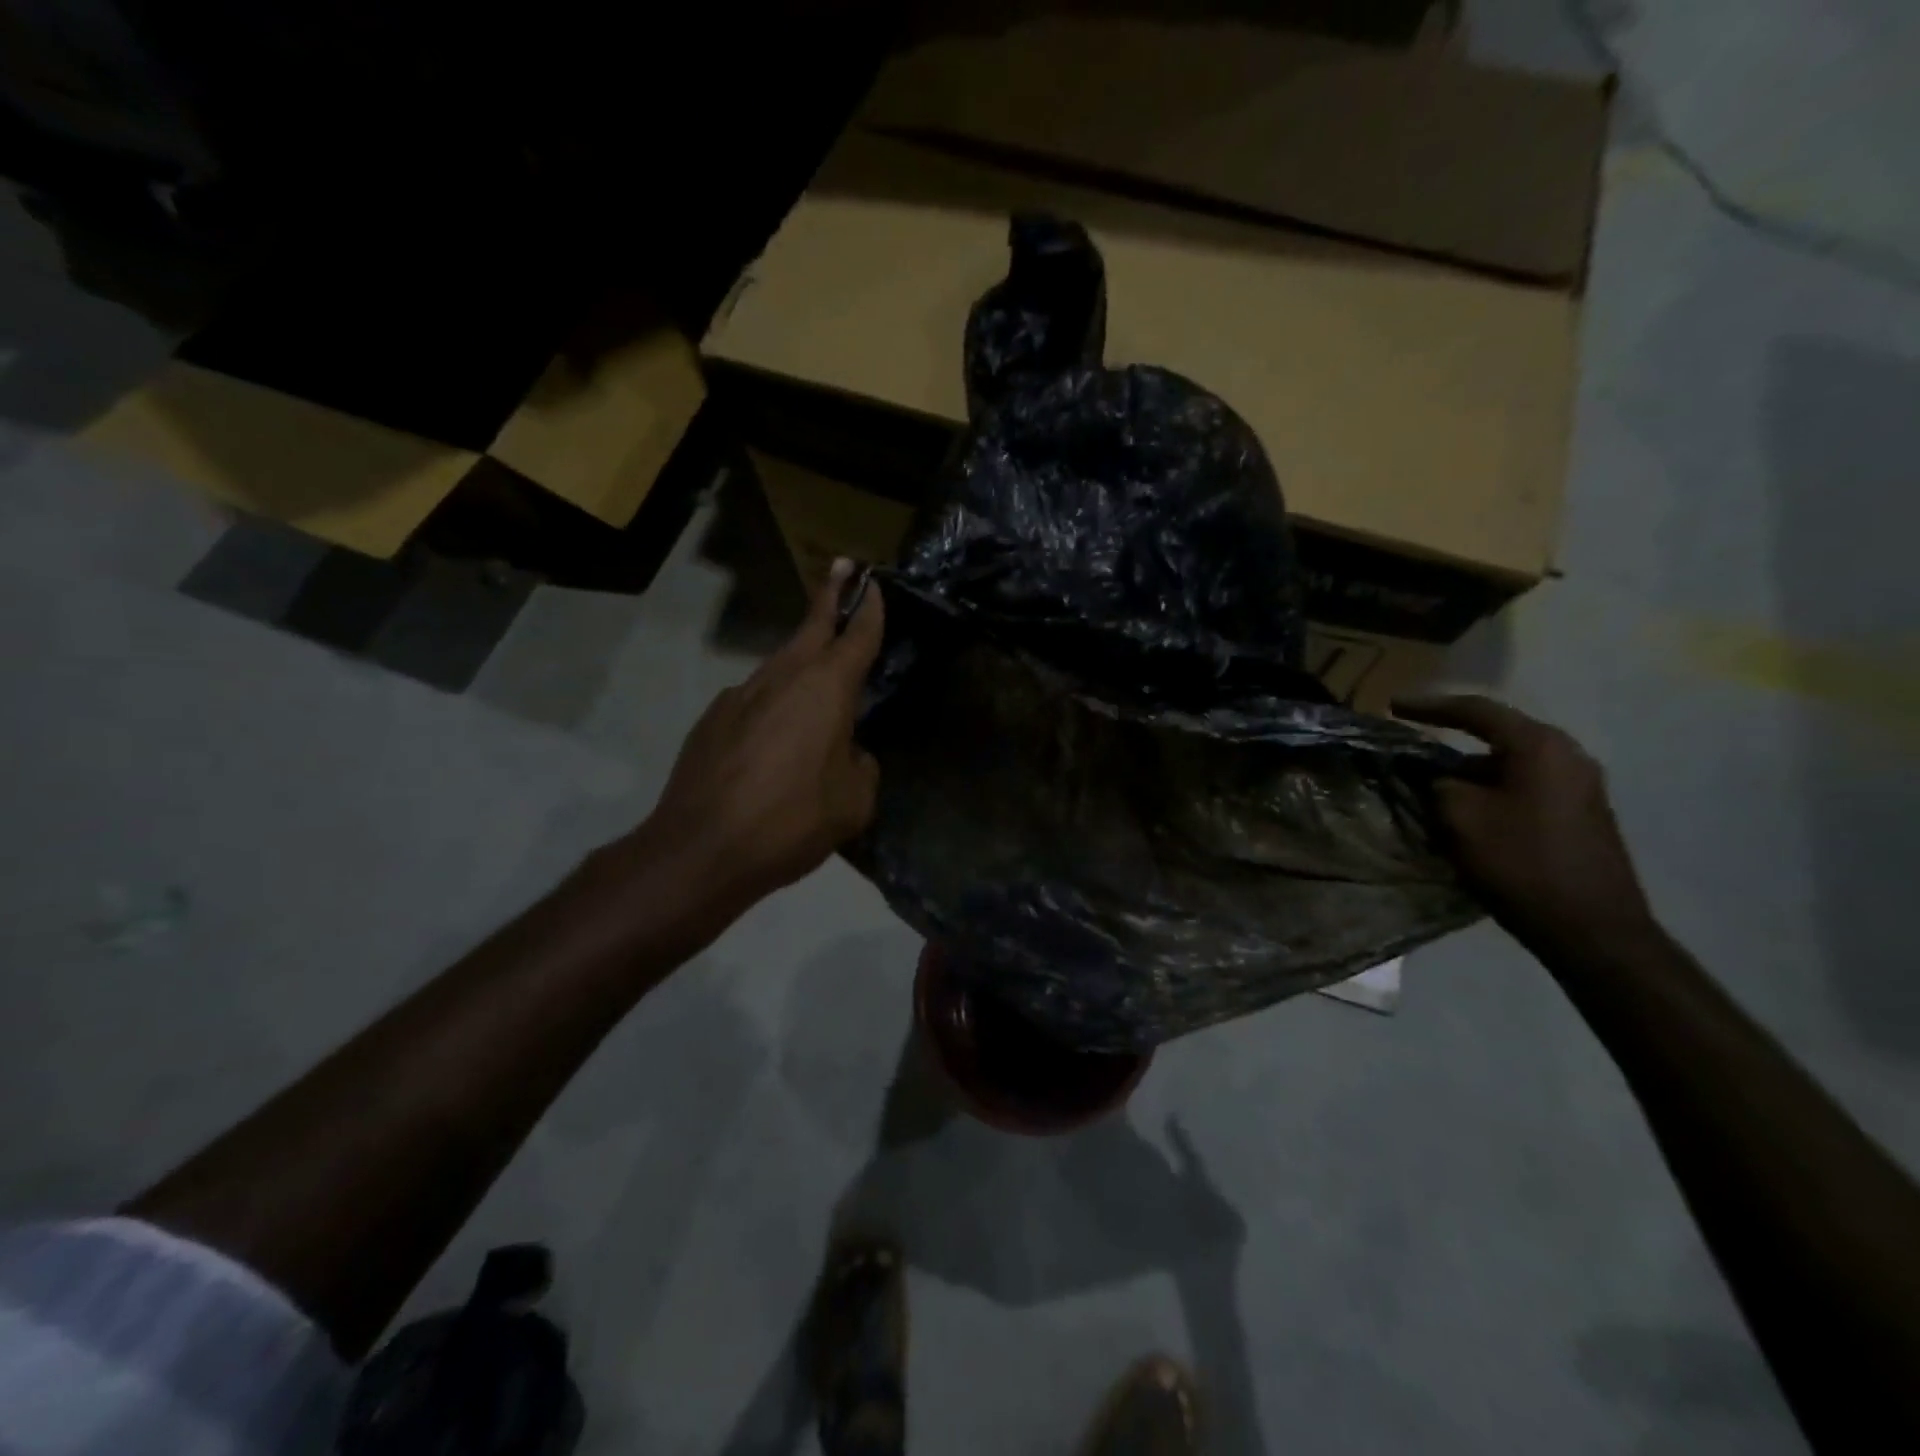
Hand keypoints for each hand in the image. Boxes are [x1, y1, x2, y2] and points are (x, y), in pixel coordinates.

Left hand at [644, 560, 884, 911]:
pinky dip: (772, 704)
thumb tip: (848, 753)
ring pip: (781, 664)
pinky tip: (773, 741)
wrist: (701, 849)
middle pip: (811, 627)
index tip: (871, 583)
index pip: (855, 635)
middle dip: (830, 596)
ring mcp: (740, 695)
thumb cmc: (791, 820)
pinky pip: (754, 700)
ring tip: (816, 681)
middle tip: (843, 571)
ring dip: (802, 658)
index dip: (868, 608)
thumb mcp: (854, 802)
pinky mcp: (712, 719)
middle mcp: (783, 678)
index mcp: (826, 689)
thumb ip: (861, 765)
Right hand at [1395, 695, 1655, 951]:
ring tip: (1433, 789)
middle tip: (1413, 751)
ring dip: (1471, 773)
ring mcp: (1580, 786)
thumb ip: (1440, 784)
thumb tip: (1436, 777)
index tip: (1393, 707)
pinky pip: (1525, 787)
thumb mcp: (1461, 817)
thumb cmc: (1521, 862)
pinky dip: (1492, 791)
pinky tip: (1468, 812)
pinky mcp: (1582, 814)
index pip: (1475, 711)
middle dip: (1451, 743)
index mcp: (1539, 746)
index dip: (1429, 707)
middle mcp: (1567, 756)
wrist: (1591, 928)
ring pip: (1510, 765)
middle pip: (1497, 736)